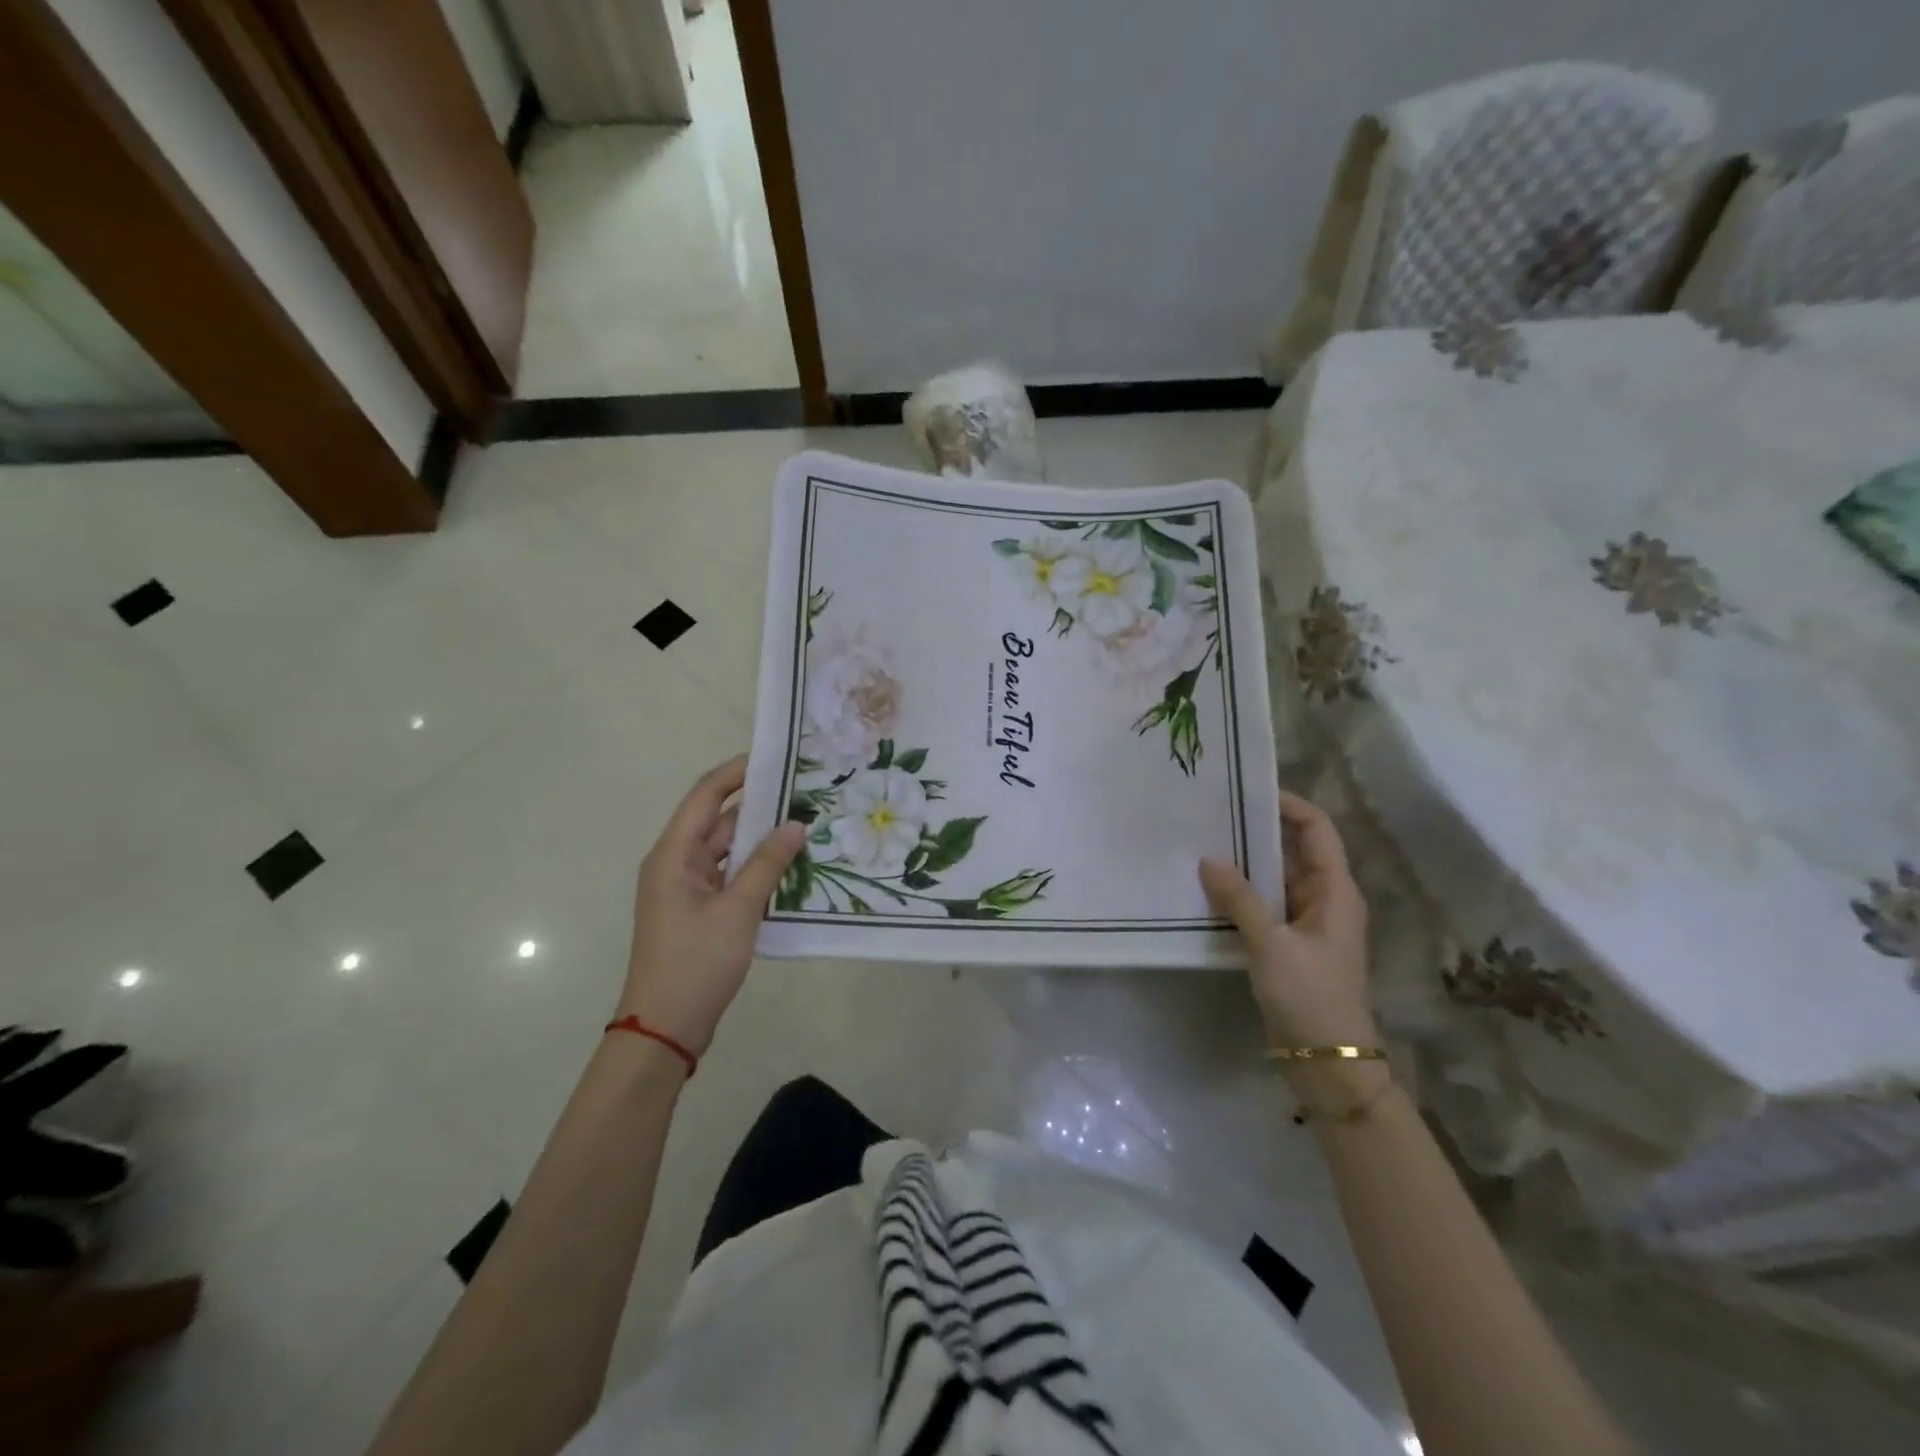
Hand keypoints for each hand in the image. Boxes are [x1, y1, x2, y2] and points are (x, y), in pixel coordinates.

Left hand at [619, 756, 804, 1054]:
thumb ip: (768, 863)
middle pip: (718, 821)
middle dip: (759, 807)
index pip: (706, 795)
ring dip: (760, 840)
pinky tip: (789, 866)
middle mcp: (676, 863)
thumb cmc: (697, 962)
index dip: (737, 772)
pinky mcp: (698, 910)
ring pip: (726, 850)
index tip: (776, 758)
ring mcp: (686, 888)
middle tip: (805, 793)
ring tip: (806, 824)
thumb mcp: (738, 910)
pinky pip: (729, 875)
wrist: (665, 1028)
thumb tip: (796, 824)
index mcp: (673, 854)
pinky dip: (755, 868)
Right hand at [1200, 792, 1378, 1054]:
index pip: (1316, 829)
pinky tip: (1207, 889)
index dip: (1288, 804)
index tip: (1246, 789)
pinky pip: (1264, 905)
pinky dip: (1240, 893)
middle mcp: (1324, 899)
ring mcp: (1306, 923)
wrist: (1329, 1065)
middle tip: (1211, 813)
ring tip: (1201, 843)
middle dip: (1255, 830)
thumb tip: (1208, 859)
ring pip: (1274, 879)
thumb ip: (1239, 900)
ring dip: (1244, 864)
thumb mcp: (1272, 946)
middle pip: (1293, 849)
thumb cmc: (1311, 998)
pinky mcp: (1289, 944)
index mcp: (1335, 891)